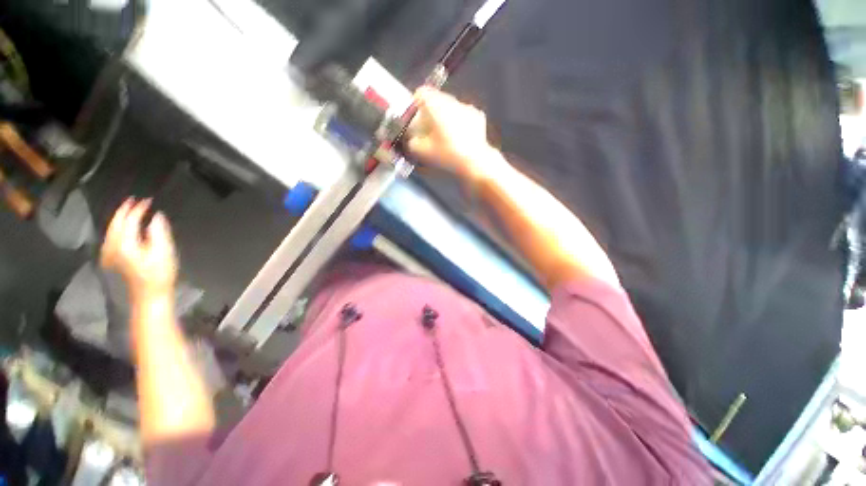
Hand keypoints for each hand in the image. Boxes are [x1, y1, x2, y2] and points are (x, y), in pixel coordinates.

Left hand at [101, 198, 177, 299]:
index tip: (149, 200)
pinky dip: (117, 228)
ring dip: (119, 218)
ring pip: (111, 229)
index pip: (129, 220)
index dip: (138, 208)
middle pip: (115, 223)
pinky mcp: (112, 258)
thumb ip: (158, 231)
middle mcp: (112, 245)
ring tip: (129, 210)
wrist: (149, 295)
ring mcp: (110, 253)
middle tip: (135, 200)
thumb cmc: (159, 273)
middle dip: (125, 210)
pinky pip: (111, 236)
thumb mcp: (164, 252)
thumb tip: (157, 216)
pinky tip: (122, 227)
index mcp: (125, 243)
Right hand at [407, 88, 498, 180]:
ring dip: (446, 117)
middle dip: (431, 112)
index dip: (416, 104)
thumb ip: (412, 142)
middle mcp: (452, 101)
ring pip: (451, 107)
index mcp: (436, 105)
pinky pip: (464, 115)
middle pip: (437, 99)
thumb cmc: (447, 154)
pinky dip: (459, 123)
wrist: (474, 161)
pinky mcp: (478, 116)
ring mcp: (467, 107)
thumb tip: (412, 139)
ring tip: (444, 135)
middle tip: (428, 129)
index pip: (421, 93)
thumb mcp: (422, 152)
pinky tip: (459, 138)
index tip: (415, 116)